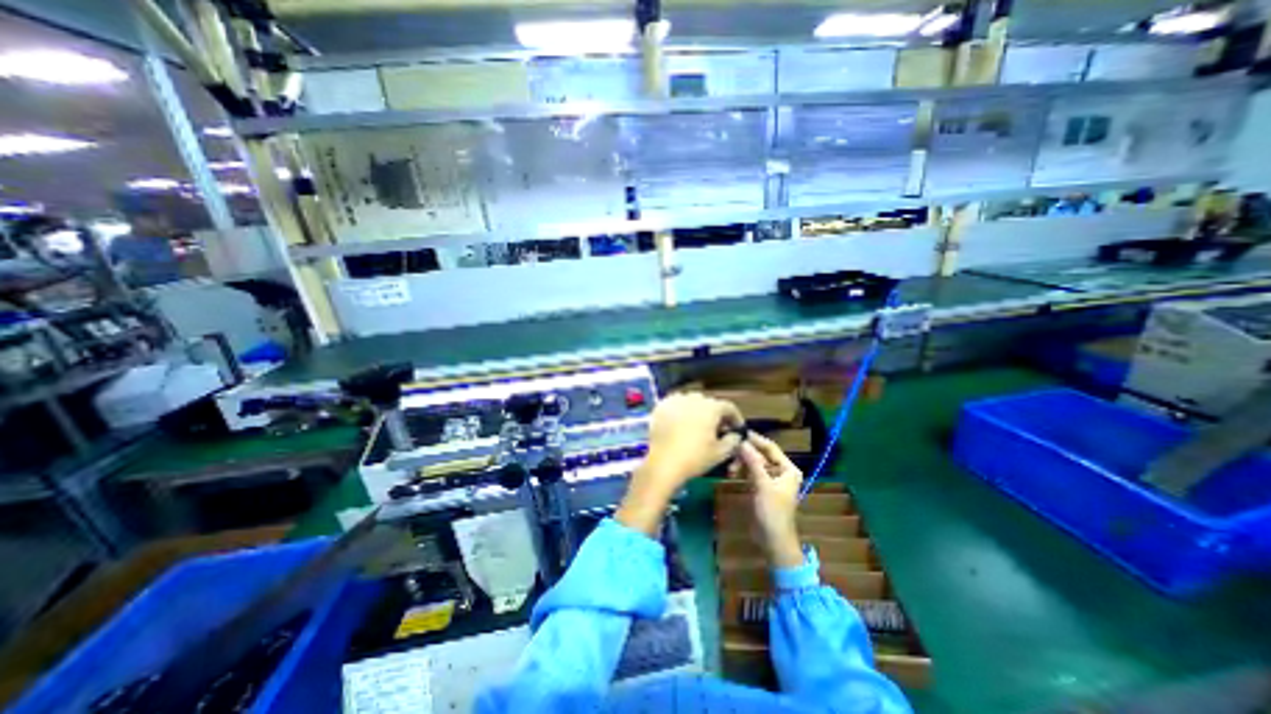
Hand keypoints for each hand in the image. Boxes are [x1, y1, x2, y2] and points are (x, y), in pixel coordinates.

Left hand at [616, 390, 747, 535]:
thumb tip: (735, 435)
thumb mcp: (720, 453)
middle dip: (715, 414)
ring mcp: (675, 400)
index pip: (728, 407)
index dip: (735, 417)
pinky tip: (679, 423)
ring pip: (691, 401)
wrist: (663, 463)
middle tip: (717, 429)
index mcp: (711, 407)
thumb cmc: (695, 458)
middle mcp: (694, 398)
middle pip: (709, 403)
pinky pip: (675, 404)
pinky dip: (680, 411)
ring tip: (697, 425)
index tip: (736, 428)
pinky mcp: (661, 406)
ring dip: (697, 410)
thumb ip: (732, 440)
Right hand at [724, 428, 803, 569]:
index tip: (739, 431)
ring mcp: (770, 480)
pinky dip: (742, 471)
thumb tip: (742, 442)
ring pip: (754, 464)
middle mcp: (781, 472)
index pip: (771, 448)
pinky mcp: (761, 488)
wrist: (773, 541)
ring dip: (742, 463)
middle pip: (761, 455)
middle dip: (746, 453)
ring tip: (730, 468)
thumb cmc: (773, 512)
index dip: (755, 439)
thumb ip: (753, 462)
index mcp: (788, 469)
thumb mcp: (763, 485)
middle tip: (730, 451)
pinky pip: (751, 473)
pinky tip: (732, 473)